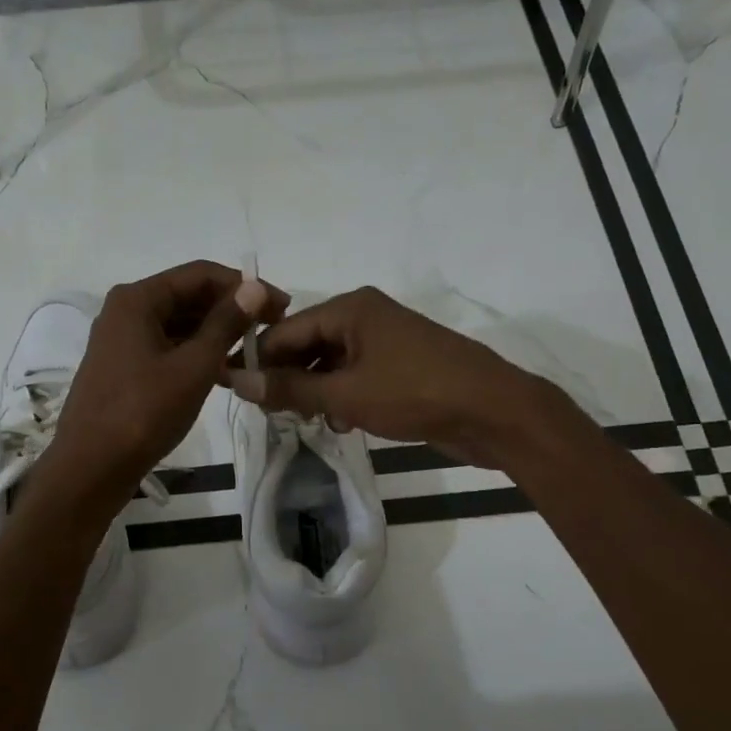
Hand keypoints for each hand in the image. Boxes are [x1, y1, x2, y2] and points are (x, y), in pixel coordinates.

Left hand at [43, 260, 287, 507]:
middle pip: (189, 296)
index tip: (281, 307)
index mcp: (138, 299)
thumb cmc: (143, 413)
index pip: (201, 274)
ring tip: (255, 354)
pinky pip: (168, 348)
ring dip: (216, 335)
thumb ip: (226, 324)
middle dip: (231, 310)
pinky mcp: (125, 367)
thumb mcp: (193, 366)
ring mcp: (123, 340)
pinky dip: (196, 355)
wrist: (90, 468)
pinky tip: (226, 374)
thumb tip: (255, 286)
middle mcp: (126, 310)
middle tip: (272, 331)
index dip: (244, 286)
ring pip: (180, 325)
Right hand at [224, 286, 558, 467]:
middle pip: (307, 344)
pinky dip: (341, 396)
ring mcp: (385, 341)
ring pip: (331, 363)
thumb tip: (238, 381)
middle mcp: (365, 316)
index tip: (236, 393)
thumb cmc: (415, 393)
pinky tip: (339, 422)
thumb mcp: (346, 394)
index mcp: (350, 308)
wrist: (494, 411)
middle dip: (288, 378)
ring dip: (314, 391)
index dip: (259, 361)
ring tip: (304, 422)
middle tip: (271, 414)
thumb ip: (291, 388)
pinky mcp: (400, 366)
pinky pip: (355, 376)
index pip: (285, 330)